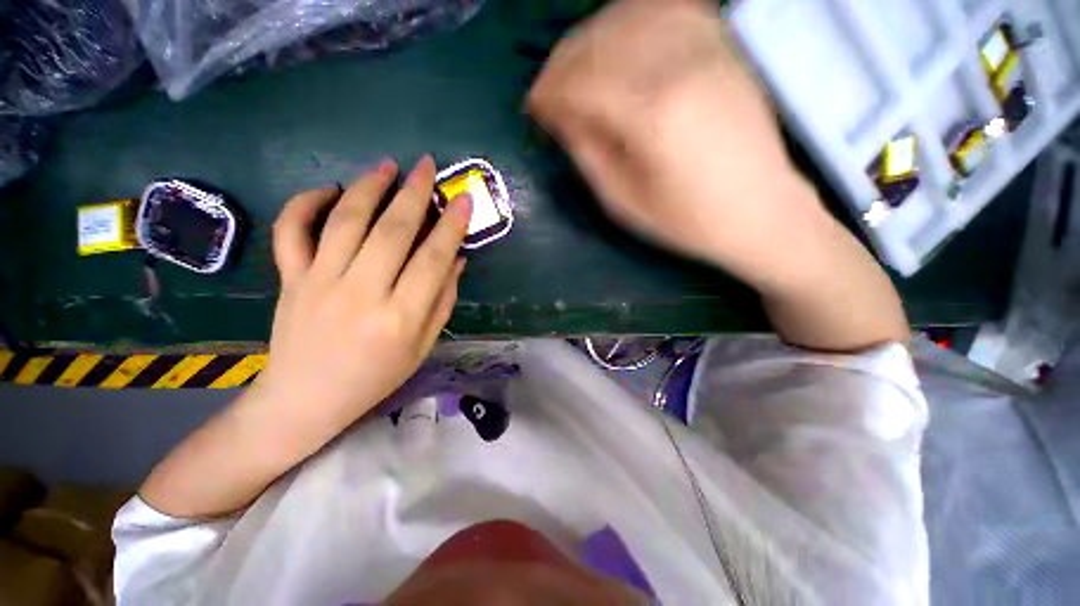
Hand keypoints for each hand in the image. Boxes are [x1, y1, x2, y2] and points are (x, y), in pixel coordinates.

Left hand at [251, 156, 471, 451]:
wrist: (306, 399)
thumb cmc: (375, 377)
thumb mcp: (422, 346)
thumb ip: (442, 300)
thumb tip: (458, 259)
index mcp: (399, 318)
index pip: (432, 260)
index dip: (451, 227)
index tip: (463, 199)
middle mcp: (360, 293)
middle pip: (392, 231)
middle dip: (414, 193)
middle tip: (426, 165)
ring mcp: (318, 283)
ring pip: (345, 220)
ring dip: (369, 187)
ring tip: (387, 166)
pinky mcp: (290, 279)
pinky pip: (292, 231)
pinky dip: (306, 203)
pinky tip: (329, 190)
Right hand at [528, 0, 825, 289]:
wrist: (759, 210)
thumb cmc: (686, 219)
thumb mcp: (623, 202)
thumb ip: (587, 152)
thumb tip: (558, 114)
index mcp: (652, 115)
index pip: (582, 82)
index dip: (549, 92)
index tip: (532, 107)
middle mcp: (680, 65)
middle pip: (600, 41)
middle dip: (561, 62)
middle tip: (546, 89)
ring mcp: (707, 46)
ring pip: (628, 15)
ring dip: (589, 37)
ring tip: (573, 67)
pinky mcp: (723, 44)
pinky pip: (666, 8)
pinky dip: (630, 18)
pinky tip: (615, 40)